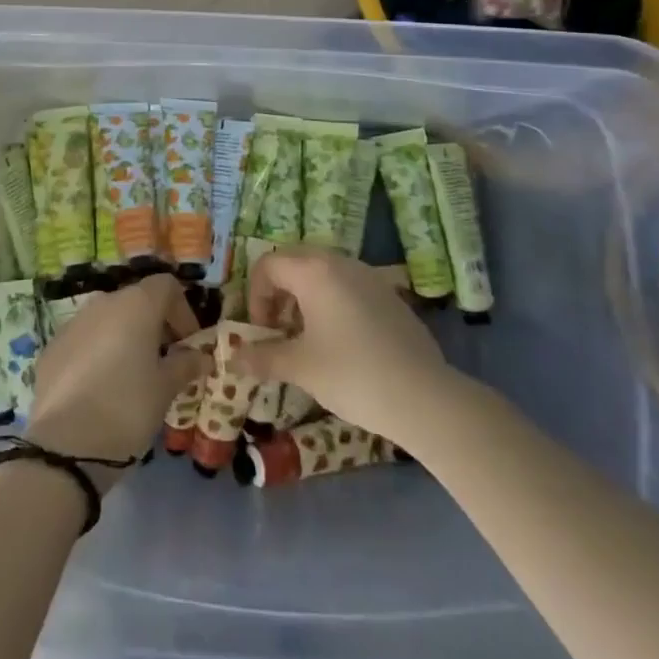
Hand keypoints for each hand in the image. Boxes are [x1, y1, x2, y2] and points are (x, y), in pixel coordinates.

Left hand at [26, 275, 211, 486]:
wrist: (64, 445)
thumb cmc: (127, 408)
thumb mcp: (165, 389)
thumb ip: (185, 365)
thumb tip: (201, 356)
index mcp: (136, 305)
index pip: (166, 286)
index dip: (183, 311)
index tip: (188, 344)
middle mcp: (103, 303)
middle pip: (137, 301)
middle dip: (155, 326)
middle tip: (165, 362)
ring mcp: (74, 322)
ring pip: (109, 320)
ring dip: (126, 338)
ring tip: (133, 376)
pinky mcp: (52, 346)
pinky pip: (85, 340)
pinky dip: (99, 353)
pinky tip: (100, 388)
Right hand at [236, 247, 462, 447]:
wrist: (424, 397)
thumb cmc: (352, 374)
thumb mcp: (301, 367)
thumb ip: (264, 357)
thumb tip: (233, 359)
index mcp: (313, 271)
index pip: (268, 265)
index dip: (256, 296)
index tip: (263, 331)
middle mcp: (339, 262)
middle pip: (294, 261)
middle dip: (278, 291)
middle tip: (278, 328)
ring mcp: (368, 276)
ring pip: (322, 271)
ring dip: (304, 296)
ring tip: (306, 336)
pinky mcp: (388, 294)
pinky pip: (347, 284)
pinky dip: (331, 302)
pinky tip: (341, 342)